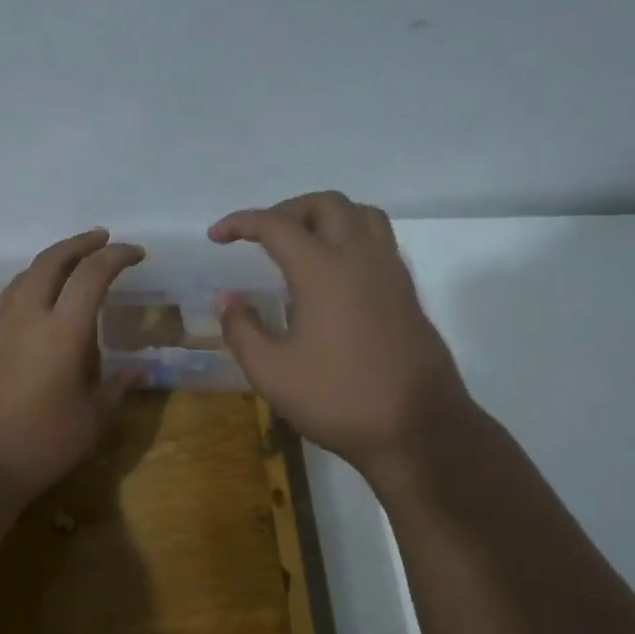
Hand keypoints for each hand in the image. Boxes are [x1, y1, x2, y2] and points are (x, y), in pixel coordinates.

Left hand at [0, 230, 143, 499]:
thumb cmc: (41, 444)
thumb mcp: (92, 420)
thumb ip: (118, 388)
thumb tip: (142, 370)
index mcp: (62, 330)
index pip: (92, 273)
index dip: (117, 256)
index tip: (136, 253)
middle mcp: (27, 316)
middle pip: (52, 260)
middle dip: (80, 243)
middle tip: (102, 240)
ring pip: (25, 275)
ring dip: (52, 261)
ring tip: (72, 266)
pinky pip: (10, 298)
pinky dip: (32, 286)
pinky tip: (40, 305)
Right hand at [210, 192, 475, 480]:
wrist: (418, 429)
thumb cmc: (338, 399)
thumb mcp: (272, 372)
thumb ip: (242, 330)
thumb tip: (229, 300)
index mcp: (323, 270)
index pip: (276, 225)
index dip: (241, 223)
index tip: (216, 236)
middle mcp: (361, 257)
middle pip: (325, 204)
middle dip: (286, 210)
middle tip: (261, 237)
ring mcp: (391, 272)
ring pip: (361, 215)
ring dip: (325, 218)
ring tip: (300, 245)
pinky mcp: (407, 292)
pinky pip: (378, 241)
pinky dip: (350, 238)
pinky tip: (332, 276)